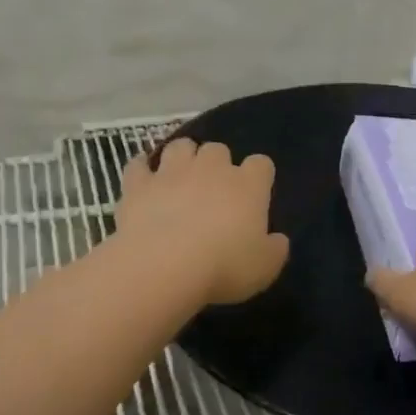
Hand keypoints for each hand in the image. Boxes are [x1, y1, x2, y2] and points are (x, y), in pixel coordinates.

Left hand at [117, 138, 289, 306]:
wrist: (164, 265)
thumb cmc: (223, 267)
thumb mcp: (265, 268)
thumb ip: (275, 249)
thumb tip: (277, 240)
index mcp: (248, 185)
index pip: (261, 164)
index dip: (258, 177)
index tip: (254, 196)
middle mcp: (211, 169)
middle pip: (218, 149)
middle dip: (217, 165)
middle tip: (213, 191)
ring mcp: (172, 172)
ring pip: (180, 146)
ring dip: (182, 158)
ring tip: (179, 178)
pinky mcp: (139, 184)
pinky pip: (138, 165)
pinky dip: (141, 169)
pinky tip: (143, 181)